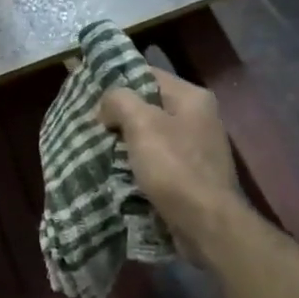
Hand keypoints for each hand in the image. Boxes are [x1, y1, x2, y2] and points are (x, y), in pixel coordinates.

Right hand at [97, 67, 242, 234]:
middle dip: (120, 115)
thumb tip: (107, 106)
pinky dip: (140, 163)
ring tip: (101, 148)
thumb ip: (119, 100)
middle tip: (93, 125)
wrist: (207, 223)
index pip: (147, 74)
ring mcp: (199, 148)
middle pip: (150, 105)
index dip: (117, 82)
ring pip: (153, 134)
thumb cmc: (174, 167)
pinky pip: (159, 159)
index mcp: (192, 97)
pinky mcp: (194, 174)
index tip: (91, 97)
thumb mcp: (141, 123)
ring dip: (128, 141)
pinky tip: (122, 172)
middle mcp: (200, 117)